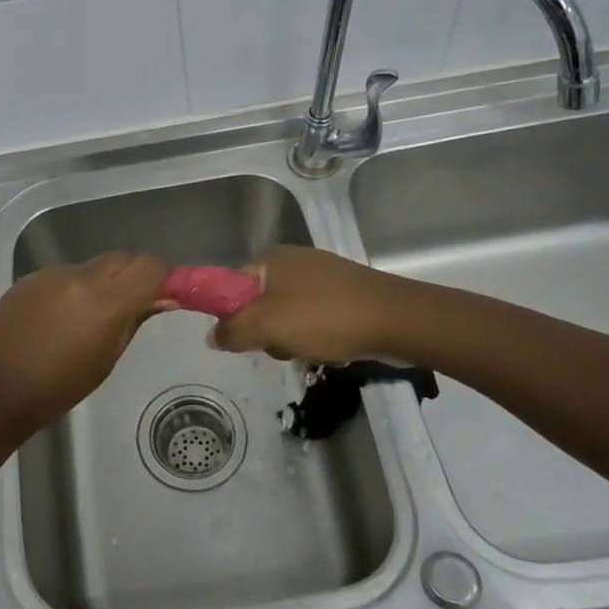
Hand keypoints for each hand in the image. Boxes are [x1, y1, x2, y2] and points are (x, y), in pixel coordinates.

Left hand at [0, 252, 171, 435]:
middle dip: (133, 277)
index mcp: (105, 299)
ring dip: (102, 284)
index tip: (162, 297)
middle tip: (131, 309)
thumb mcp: (106, 359)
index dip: (162, 278)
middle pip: (122, 259)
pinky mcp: (29, 279)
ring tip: (89, 320)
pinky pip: (64, 276)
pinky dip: (73, 290)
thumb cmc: (58, 388)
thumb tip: (162, 299)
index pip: (150, 265)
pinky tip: (59, 321)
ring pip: (93, 267)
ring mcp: (51, 274)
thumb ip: (134, 320)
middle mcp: (79, 276)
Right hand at [210, 246, 405, 364]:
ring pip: (286, 315)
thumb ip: (232, 331)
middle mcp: (292, 261)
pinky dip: (317, 336)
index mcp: (270, 259)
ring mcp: (320, 276)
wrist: (397, 319)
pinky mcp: (343, 293)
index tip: (242, 337)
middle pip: (258, 304)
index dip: (230, 314)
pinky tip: (331, 348)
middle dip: (266, 331)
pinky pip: (313, 318)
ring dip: (292, 339)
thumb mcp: (268, 326)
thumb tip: (211, 336)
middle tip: (282, 345)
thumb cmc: (325, 318)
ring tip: (312, 349)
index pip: (230, 286)